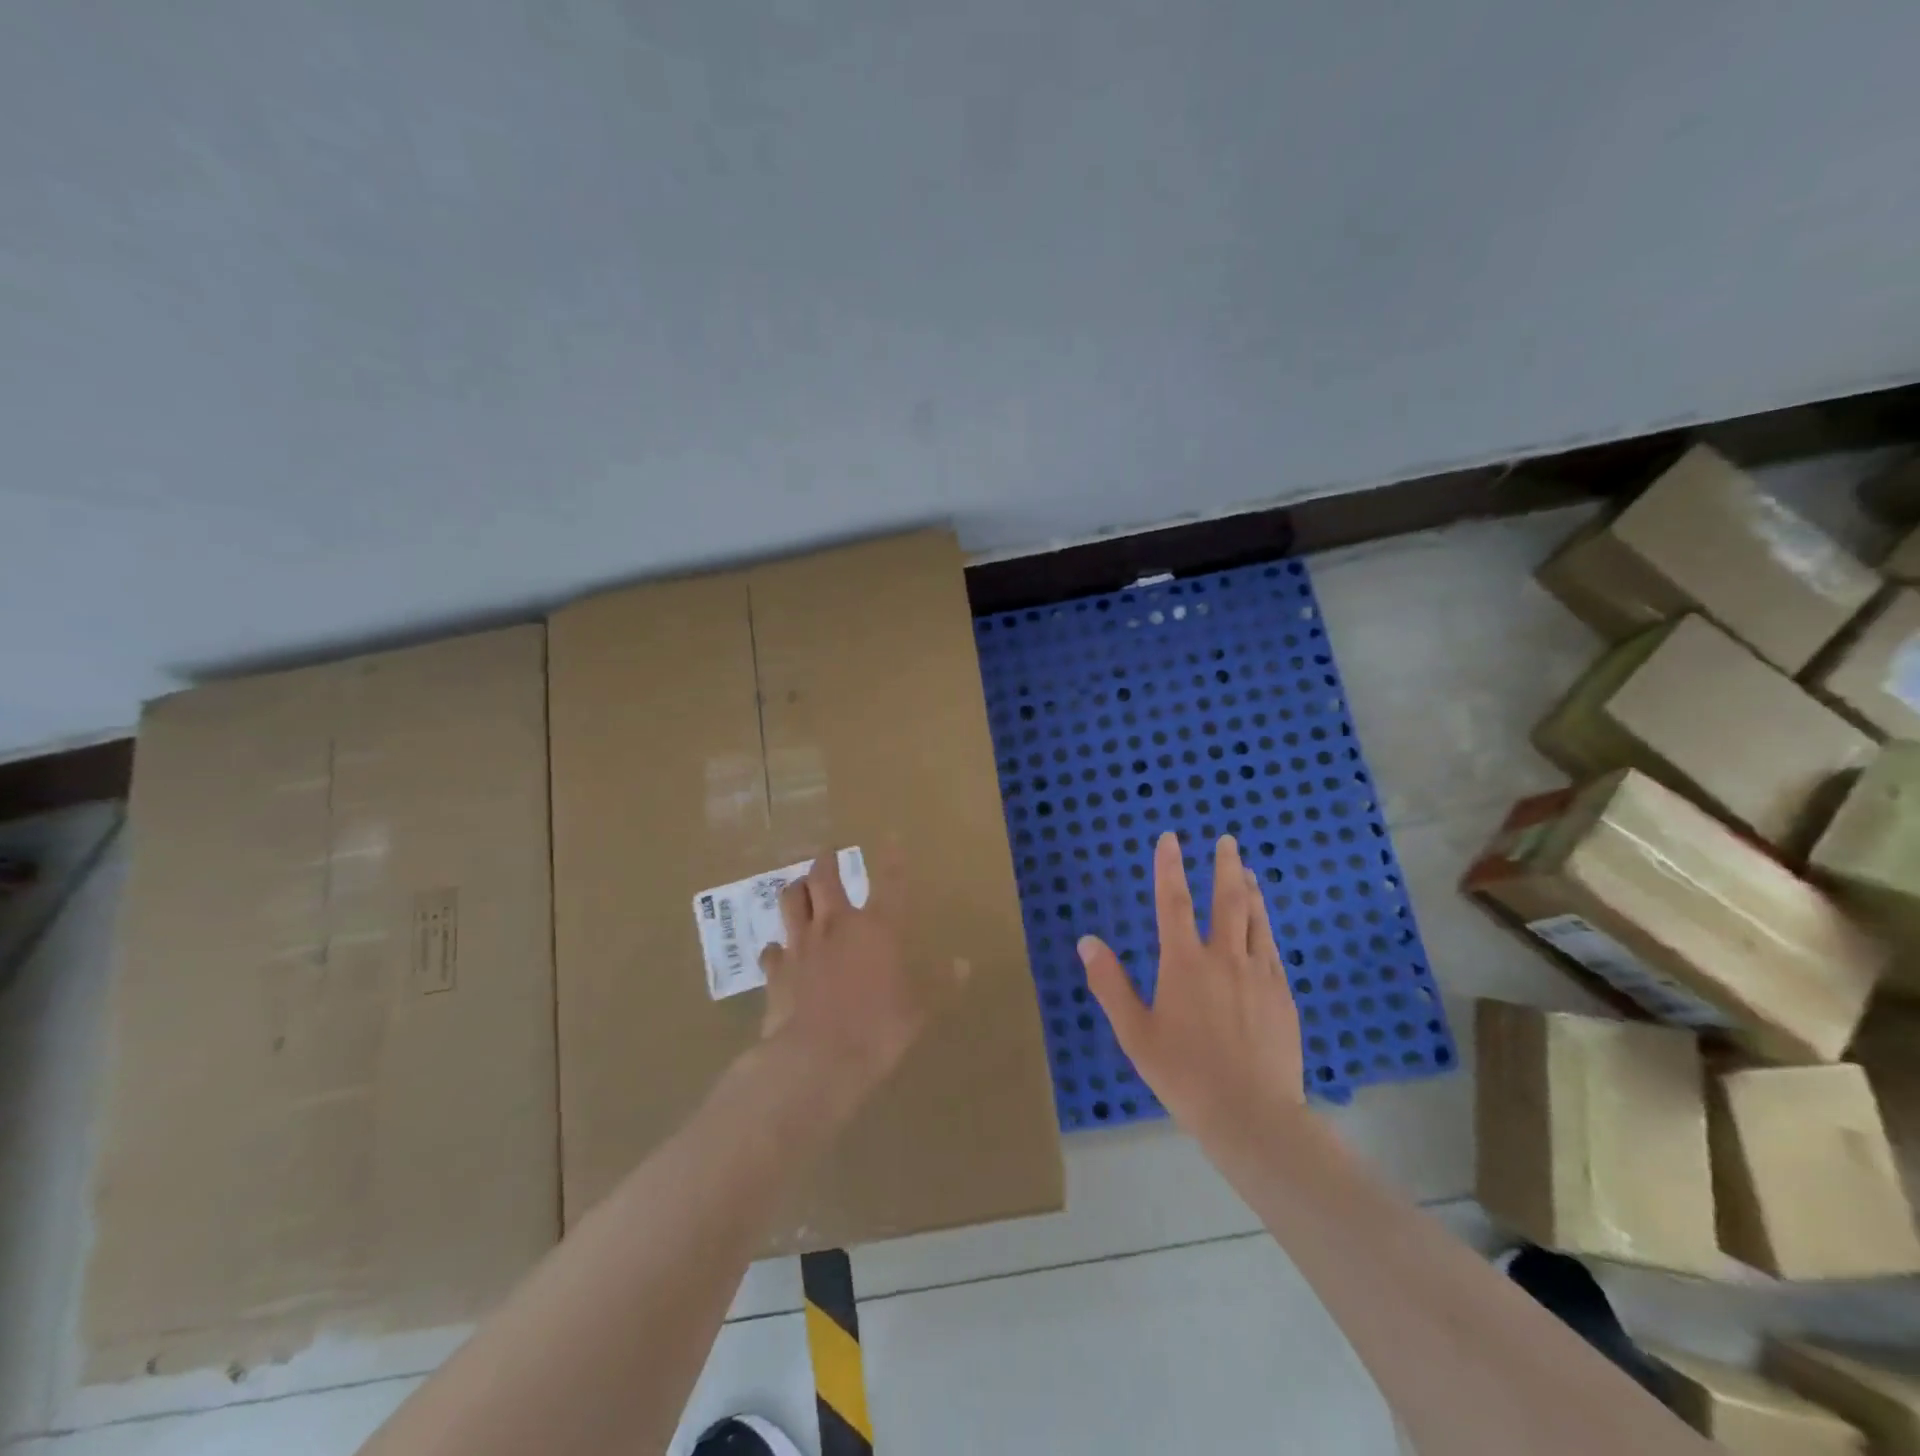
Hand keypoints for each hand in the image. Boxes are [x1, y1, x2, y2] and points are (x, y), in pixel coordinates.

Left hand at [758, 844, 965, 1102]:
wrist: (817, 1059)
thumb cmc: (878, 1029)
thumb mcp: (920, 1009)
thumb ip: (940, 983)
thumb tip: (963, 964)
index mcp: (878, 928)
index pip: (889, 882)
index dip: (892, 857)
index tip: (890, 836)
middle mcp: (836, 925)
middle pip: (824, 878)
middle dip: (826, 860)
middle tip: (827, 853)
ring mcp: (802, 945)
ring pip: (791, 901)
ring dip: (796, 889)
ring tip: (799, 886)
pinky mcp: (776, 971)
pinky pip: (773, 950)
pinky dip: (777, 947)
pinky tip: (779, 951)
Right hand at [1078, 833, 1303, 1138]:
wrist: (1252, 1115)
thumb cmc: (1184, 1074)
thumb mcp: (1135, 1032)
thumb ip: (1109, 984)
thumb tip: (1087, 941)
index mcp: (1184, 964)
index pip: (1173, 903)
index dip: (1169, 867)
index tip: (1170, 838)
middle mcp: (1224, 958)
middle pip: (1228, 901)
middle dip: (1225, 866)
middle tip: (1227, 841)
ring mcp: (1259, 975)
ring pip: (1255, 921)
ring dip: (1251, 891)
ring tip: (1248, 872)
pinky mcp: (1282, 996)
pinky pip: (1272, 950)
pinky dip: (1265, 928)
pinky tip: (1265, 927)